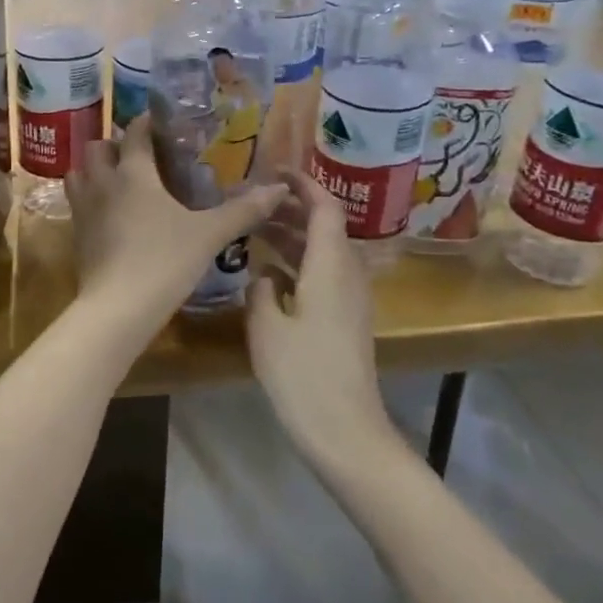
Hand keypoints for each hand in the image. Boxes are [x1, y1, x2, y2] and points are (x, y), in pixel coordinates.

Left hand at [66, 115, 287, 331]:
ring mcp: (83, 208)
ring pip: (79, 172)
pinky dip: (90, 199)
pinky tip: (112, 215)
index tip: (163, 123)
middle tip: (140, 156)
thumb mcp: (209, 235)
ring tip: (119, 180)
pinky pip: (77, 203)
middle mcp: (103, 182)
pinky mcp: (76, 235)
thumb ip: (243, 210)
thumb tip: (279, 189)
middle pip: (98, 147)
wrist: (118, 308)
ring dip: (95, 169)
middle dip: (115, 144)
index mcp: (133, 172)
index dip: (148, 123)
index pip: (135, 132)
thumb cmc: (165, 260)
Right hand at [248, 172, 393, 466]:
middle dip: (291, 208)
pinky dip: (298, 263)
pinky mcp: (346, 318)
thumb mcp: (266, 325)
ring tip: (253, 229)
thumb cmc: (302, 373)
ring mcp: (350, 298)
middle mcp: (347, 273)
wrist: (345, 430)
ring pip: (322, 251)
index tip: (272, 171)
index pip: (324, 206)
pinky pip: (323, 274)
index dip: (302, 184)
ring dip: (292, 236)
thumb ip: (261, 288)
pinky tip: (267, 272)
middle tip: (252, 201)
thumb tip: (264, 274)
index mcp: (330, 264)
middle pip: (324, 226)